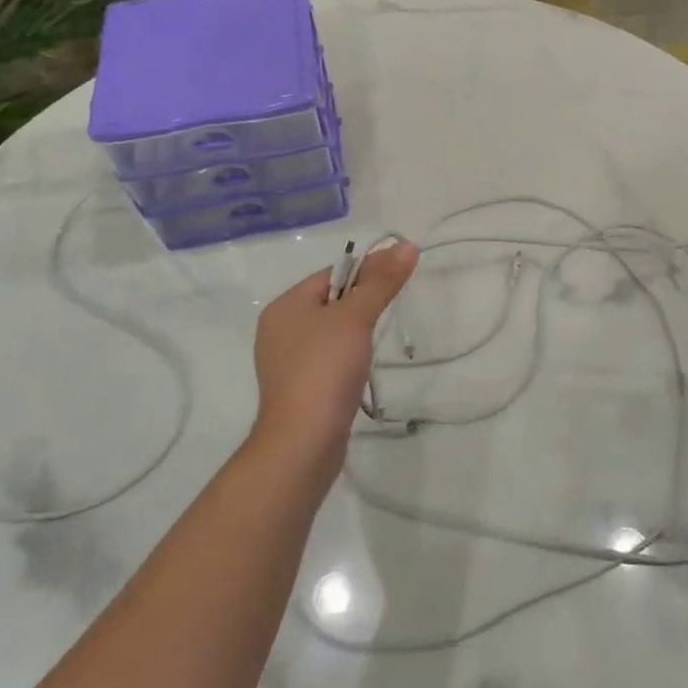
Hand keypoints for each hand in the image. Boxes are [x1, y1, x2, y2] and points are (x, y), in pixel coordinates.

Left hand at [251, 240, 418, 470]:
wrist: (303, 442)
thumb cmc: (325, 369)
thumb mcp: (356, 317)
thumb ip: (382, 281)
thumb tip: (407, 245)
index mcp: (285, 306)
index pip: (332, 274)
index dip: (366, 272)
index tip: (397, 280)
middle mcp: (280, 329)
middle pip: (331, 301)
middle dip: (362, 303)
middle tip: (391, 310)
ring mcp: (286, 362)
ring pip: (331, 332)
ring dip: (356, 332)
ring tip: (377, 342)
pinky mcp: (299, 389)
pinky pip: (328, 359)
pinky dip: (347, 358)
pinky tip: (361, 369)